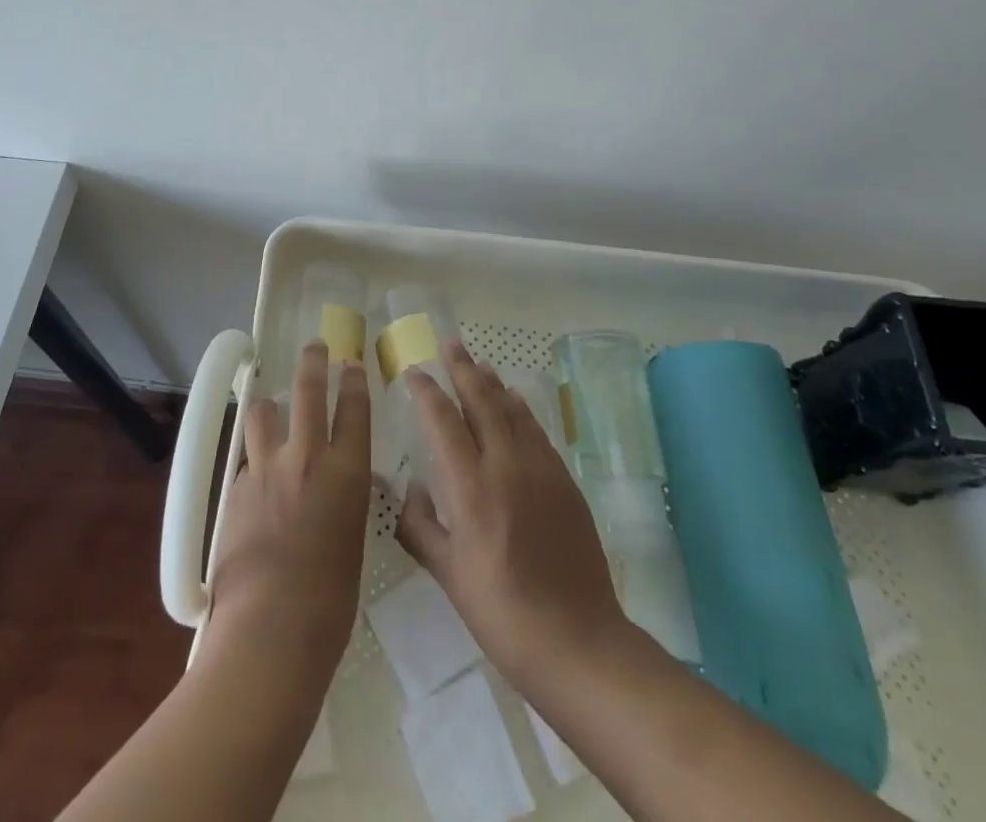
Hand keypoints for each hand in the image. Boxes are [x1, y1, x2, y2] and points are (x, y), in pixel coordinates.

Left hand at [203, 343, 371, 687]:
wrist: (270, 631)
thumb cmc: (330, 601)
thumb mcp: (352, 538)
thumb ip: (344, 500)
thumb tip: (336, 485)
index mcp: (346, 471)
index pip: (354, 407)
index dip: (353, 380)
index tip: (351, 364)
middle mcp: (306, 457)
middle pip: (307, 390)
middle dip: (313, 361)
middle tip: (314, 346)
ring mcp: (265, 469)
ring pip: (263, 412)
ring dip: (268, 405)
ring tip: (269, 406)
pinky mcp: (235, 489)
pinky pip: (246, 461)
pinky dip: (253, 462)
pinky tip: (255, 481)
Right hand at [394, 341, 628, 694]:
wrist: (577, 640)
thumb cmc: (501, 612)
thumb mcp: (449, 575)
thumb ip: (422, 527)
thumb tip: (409, 491)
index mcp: (470, 486)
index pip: (443, 421)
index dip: (427, 391)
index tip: (414, 372)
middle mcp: (505, 465)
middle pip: (481, 401)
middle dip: (462, 369)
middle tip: (450, 344)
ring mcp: (540, 469)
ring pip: (512, 410)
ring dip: (493, 383)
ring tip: (480, 363)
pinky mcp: (565, 481)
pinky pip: (537, 431)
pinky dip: (521, 409)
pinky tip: (516, 401)